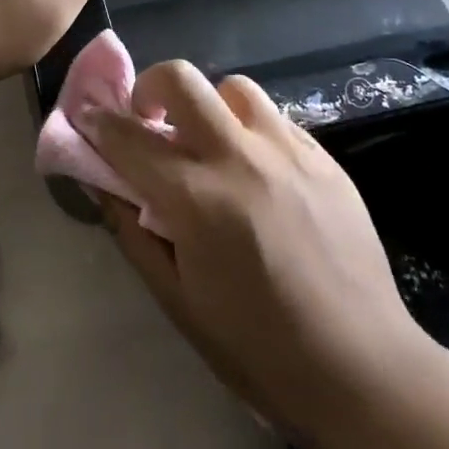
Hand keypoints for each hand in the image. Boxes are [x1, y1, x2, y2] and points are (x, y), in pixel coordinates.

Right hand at [84, 64, 431, 446]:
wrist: (360, 369)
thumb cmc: (255, 348)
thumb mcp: (176, 299)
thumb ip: (132, 232)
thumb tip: (103, 185)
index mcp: (197, 199)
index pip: (129, 138)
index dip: (99, 123)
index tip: (88, 116)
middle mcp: (241, 158)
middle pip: (182, 80)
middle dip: (150, 86)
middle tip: (149, 120)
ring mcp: (289, 152)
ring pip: (234, 88)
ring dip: (207, 106)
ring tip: (209, 144)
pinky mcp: (325, 159)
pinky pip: (275, 119)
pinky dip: (250, 130)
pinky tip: (255, 170)